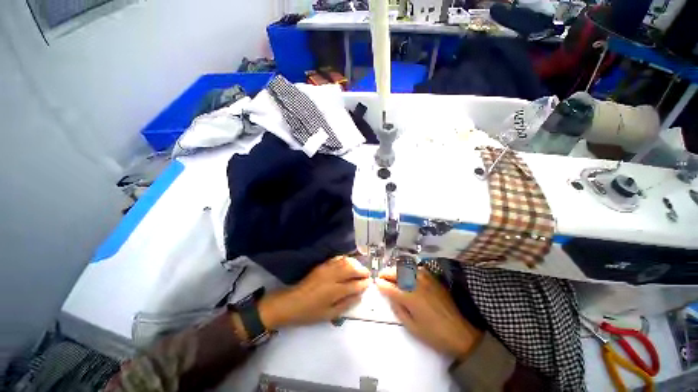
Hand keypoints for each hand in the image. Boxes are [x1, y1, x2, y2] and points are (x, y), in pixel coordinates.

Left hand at [258, 256, 370, 329]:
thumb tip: (359, 296)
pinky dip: (345, 259)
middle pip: (351, 269)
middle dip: (362, 270)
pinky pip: (336, 258)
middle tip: (367, 274)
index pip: (354, 284)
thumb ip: (346, 305)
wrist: (291, 302)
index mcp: (334, 291)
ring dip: (355, 263)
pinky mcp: (322, 265)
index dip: (363, 283)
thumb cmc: (310, 312)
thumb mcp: (329, 315)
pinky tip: (348, 262)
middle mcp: (332, 277)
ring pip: (345, 262)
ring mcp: (326, 269)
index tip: (369, 282)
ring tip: (359, 268)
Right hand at [376, 267, 482, 359]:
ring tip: (392, 274)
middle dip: (386, 273)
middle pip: (396, 273)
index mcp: (409, 297)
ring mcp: (425, 278)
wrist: (461, 332)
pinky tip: (407, 273)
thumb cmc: (434, 334)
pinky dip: (408, 269)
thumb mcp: (412, 327)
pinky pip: (417, 268)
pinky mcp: (433, 278)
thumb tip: (390, 296)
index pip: (390, 287)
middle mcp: (416, 283)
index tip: (376, 283)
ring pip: (406, 268)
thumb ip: (398, 309)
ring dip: (396, 269)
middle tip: (381, 277)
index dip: (381, 284)